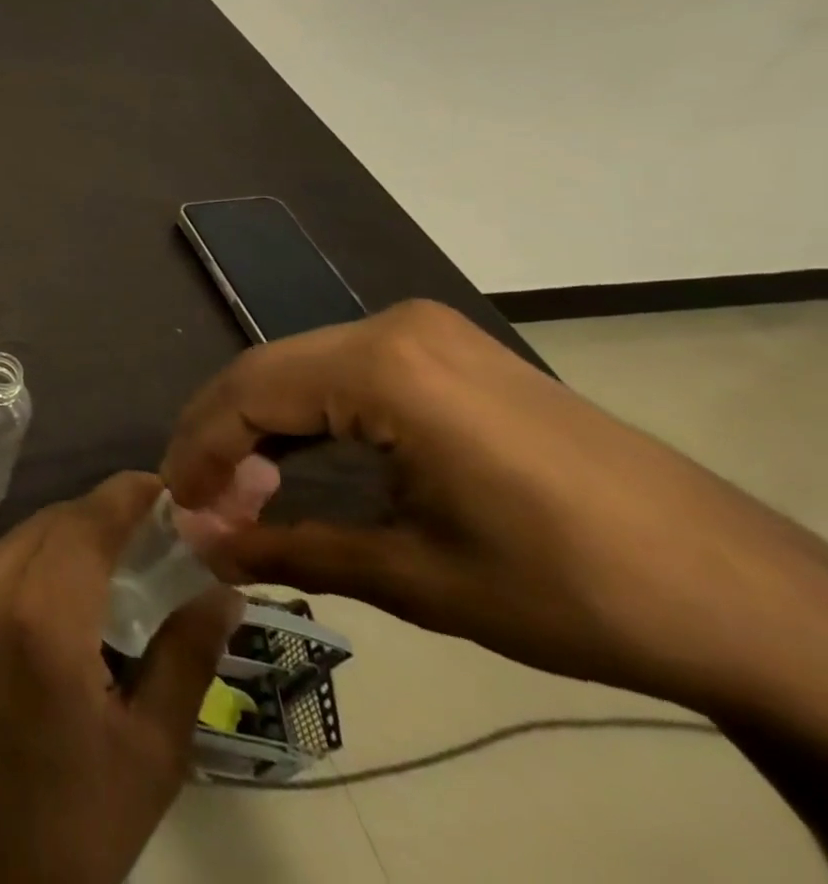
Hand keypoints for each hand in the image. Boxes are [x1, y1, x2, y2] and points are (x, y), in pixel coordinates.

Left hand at [0, 473, 240, 883]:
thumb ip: (186, 653)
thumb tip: (222, 586)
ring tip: (115, 567)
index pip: (90, 521)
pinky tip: (62, 594)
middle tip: (153, 540)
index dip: (129, 496)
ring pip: (24, 535)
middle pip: (56, 522)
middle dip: (105, 520)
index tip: (167, 490)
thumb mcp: (150, 750)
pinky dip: (35, 561)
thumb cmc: (71, 824)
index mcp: (41, 618)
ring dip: (69, 539)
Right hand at [161, 299, 827, 737]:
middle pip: (265, 372)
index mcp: (383, 368)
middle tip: (198, 503)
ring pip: (298, 368)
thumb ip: (290, 548)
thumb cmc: (574, 590)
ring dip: (257, 427)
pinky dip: (304, 418)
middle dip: (219, 437)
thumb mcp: (415, 579)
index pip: (250, 393)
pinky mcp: (446, 352)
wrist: (750, 599)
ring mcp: (423, 334)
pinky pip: (342, 372)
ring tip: (236, 491)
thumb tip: (200, 549)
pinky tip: (292, 462)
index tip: (175, 505)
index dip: (201, 449)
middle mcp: (392, 327)